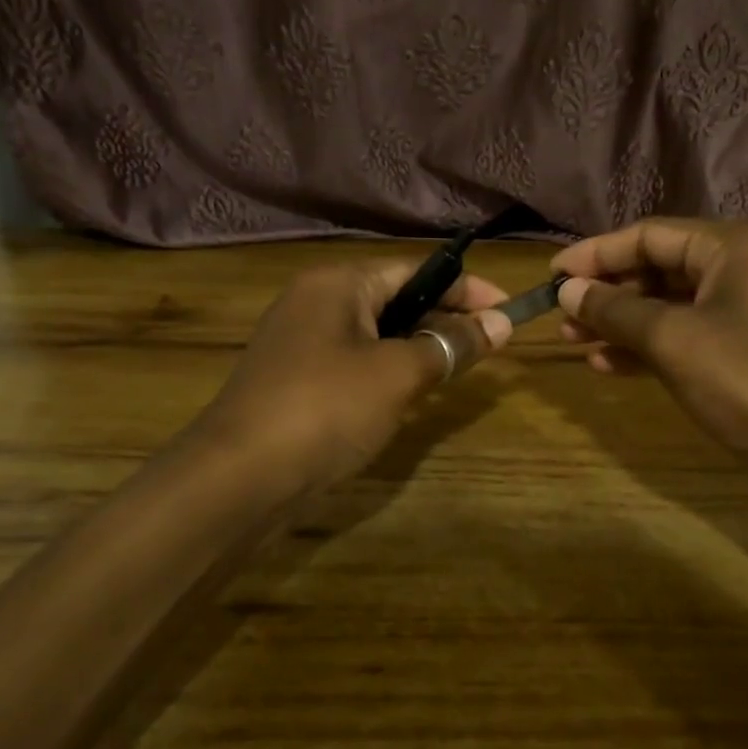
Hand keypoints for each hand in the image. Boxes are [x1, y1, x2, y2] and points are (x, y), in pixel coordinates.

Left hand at [196, 260, 511, 494]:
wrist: (239, 478)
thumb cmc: (326, 408)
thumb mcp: (399, 373)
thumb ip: (451, 344)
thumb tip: (502, 323)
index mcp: (338, 284)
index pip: (416, 271)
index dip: (466, 289)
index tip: (508, 310)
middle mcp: (316, 303)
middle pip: (396, 300)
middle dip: (445, 319)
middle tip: (491, 344)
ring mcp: (302, 344)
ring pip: (378, 335)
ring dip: (420, 348)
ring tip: (461, 368)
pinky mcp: (297, 382)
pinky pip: (357, 364)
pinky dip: (391, 372)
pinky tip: (413, 396)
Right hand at [550, 218, 747, 461]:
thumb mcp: (673, 340)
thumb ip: (616, 310)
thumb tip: (567, 290)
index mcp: (732, 247)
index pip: (650, 235)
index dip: (596, 253)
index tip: (551, 275)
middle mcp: (738, 270)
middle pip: (657, 268)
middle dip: (607, 290)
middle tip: (560, 313)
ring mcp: (740, 313)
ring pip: (665, 306)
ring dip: (619, 321)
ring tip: (572, 339)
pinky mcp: (738, 353)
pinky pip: (680, 338)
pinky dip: (644, 348)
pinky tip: (607, 365)